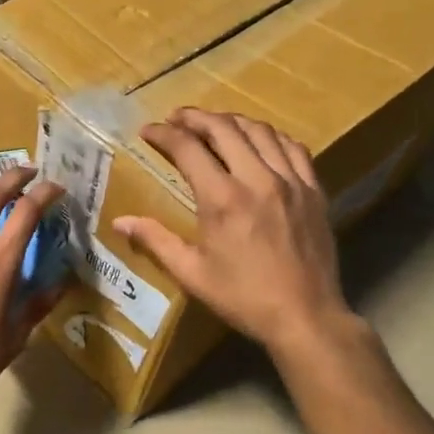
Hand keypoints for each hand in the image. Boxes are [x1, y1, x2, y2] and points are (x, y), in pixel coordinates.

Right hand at [114, 108, 351, 352]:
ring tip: (214, 124)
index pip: (188, 148)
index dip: (164, 134)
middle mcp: (257, 179)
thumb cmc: (242, 297)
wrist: (305, 316)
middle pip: (224, 128)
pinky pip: (292, 148)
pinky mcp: (313, 190)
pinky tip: (260, 141)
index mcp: (222, 199)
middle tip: (177, 118)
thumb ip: (156, 241)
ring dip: (232, 121)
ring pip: (260, 131)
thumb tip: (120, 221)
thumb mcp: (192, 274)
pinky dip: (270, 136)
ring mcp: (290, 181)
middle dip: (195, 117)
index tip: (148, 131)